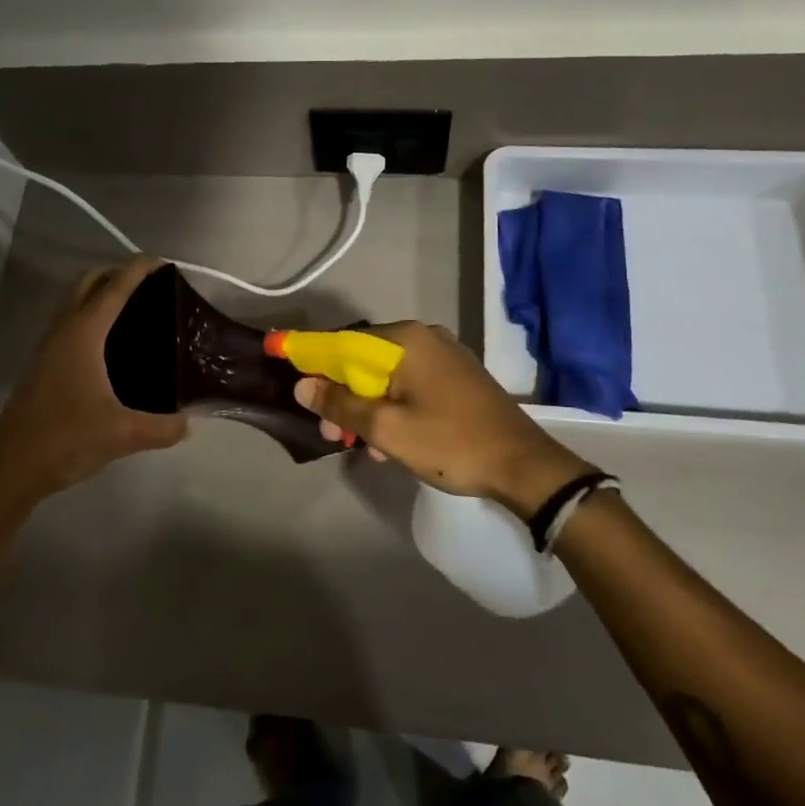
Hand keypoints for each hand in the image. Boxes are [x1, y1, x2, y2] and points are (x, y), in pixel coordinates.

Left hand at [0, 257, 188, 502]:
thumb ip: (162, 427)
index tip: (164, 263)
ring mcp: (48, 347)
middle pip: (88, 282)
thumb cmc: (65, 438)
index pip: (114, 287)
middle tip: (150, 286)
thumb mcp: (123, 434)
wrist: (10, 467)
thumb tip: (190, 424)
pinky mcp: (43, 365)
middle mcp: (63, 331)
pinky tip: (111, 345)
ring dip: (100, 293)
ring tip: (135, 309)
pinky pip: (69, 323)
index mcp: (83, 334)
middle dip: (117, 273)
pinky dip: (91, 316)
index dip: (138, 269)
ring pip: (74, 302)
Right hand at [293, 322, 590, 517]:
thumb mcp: (387, 429)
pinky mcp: (455, 377)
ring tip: (358, 445)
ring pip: (386, 377)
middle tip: (329, 433)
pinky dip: (392, 408)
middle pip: (364, 360)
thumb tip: (302, 386)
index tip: (279, 357)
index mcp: (405, 341)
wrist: (524, 467)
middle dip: (342, 396)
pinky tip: (388, 442)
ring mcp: (443, 357)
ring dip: (366, 408)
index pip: (342, 341)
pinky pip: (409, 385)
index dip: (309, 353)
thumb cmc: (451, 443)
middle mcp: (423, 338)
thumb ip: (340, 406)